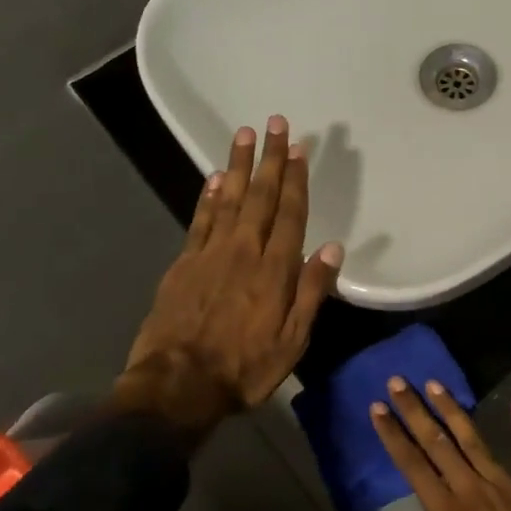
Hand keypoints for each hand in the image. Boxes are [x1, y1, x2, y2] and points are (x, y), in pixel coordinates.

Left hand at [116, 116, 342, 439]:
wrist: (176, 387)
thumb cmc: (244, 369)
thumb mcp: (293, 342)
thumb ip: (312, 293)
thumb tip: (333, 250)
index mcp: (274, 271)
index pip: (290, 214)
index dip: (296, 179)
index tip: (300, 148)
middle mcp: (244, 251)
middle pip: (260, 196)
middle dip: (270, 159)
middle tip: (276, 123)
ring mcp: (210, 254)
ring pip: (229, 199)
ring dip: (240, 165)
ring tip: (246, 134)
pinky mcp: (184, 264)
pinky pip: (200, 220)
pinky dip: (209, 196)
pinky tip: (216, 177)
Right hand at [367, 378, 510, 510]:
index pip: (412, 464)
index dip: (393, 434)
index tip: (378, 407)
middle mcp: (472, 489)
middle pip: (438, 442)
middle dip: (416, 410)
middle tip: (400, 381)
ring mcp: (506, 486)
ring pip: (475, 440)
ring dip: (453, 410)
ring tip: (437, 384)